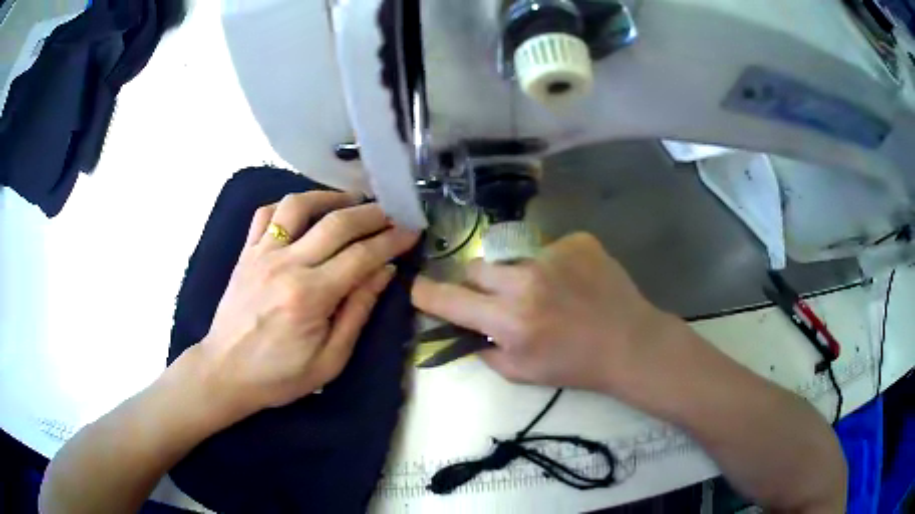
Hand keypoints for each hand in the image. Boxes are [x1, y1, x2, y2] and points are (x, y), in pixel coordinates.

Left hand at [197, 192, 418, 418]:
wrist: (225, 372)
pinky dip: (288, 205)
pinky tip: (305, 212)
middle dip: (372, 213)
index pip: (361, 256)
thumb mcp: (330, 360)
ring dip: (330, 197)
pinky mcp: (246, 252)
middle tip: (392, 213)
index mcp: (310, 296)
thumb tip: (384, 271)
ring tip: (351, 202)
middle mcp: (286, 265)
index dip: (392, 240)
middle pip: (336, 223)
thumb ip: (357, 312)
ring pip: (298, 206)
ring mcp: (261, 253)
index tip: (411, 231)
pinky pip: (266, 213)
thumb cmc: (280, 375)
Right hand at [411, 233, 679, 393]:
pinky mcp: (577, 241)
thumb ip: (486, 350)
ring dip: (518, 274)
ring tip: (546, 292)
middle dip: (479, 285)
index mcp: (510, 320)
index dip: (427, 294)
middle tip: (501, 300)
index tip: (419, 290)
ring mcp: (553, 254)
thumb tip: (467, 329)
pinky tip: (573, 282)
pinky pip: (548, 248)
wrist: (630, 342)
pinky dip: (552, 265)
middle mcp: (526, 280)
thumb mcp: (522, 373)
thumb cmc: (576, 366)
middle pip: (476, 267)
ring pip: (512, 256)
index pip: (449, 299)